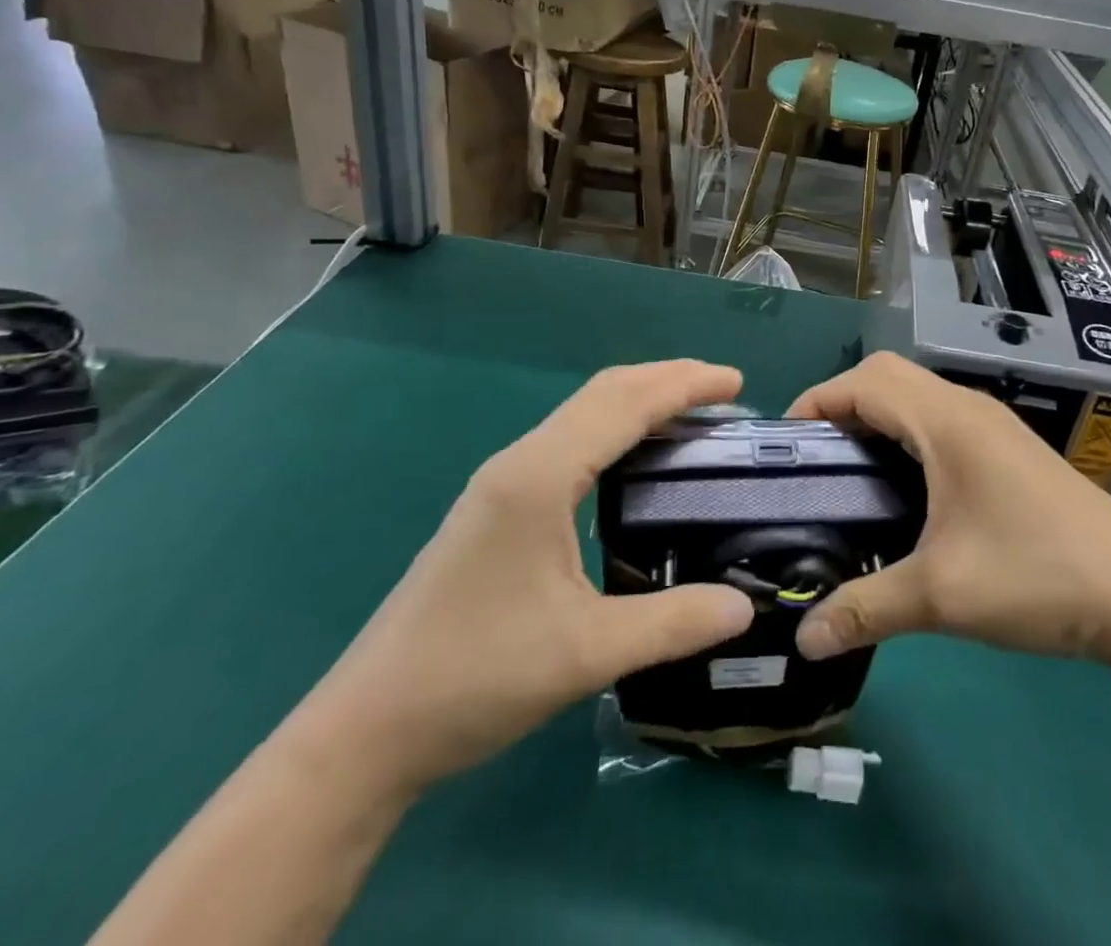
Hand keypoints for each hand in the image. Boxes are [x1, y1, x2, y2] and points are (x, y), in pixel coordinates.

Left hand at [289, 361, 755, 797]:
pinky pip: (569, 440)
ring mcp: (504, 482)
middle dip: (667, 379)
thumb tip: (745, 608)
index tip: (737, 382)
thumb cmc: (475, 678)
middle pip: (604, 392)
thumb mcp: (585, 655)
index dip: (684, 385)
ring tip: (691, 416)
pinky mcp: (497, 506)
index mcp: (541, 477)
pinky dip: (615, 428)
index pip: (625, 404)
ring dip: (639, 401)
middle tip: (724, 391)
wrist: (365, 730)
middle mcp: (521, 462)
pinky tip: (635, 460)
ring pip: (583, 413)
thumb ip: (671, 625)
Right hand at [788, 352, 1110, 668]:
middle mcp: (968, 409)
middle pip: (888, 377)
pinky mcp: (1009, 450)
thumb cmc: (1037, 576)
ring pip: (917, 397)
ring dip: (876, 418)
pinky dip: (906, 434)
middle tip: (815, 459)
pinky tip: (902, 487)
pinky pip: (940, 420)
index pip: (865, 381)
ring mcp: (993, 427)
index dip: (818, 401)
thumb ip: (866, 609)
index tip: (787, 445)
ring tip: (847, 473)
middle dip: (842, 404)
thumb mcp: (942, 596)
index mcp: (947, 422)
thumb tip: (803, 639)